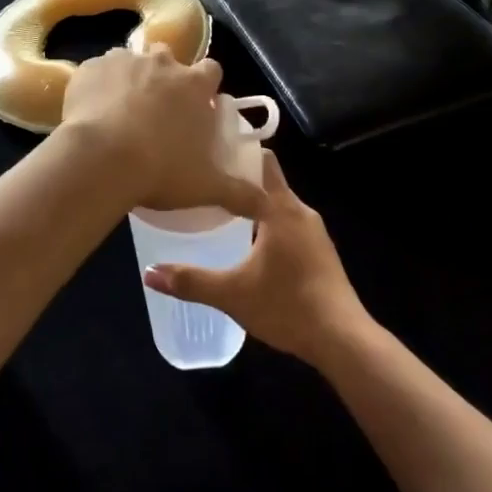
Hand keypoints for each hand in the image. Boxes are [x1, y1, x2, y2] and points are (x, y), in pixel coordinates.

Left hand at [59, 46, 262, 218]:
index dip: (205, 86)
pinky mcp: (90, 68)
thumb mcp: (206, 187)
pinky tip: (90, 113)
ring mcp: (124, 61)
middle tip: (156, 111)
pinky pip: (96, 72)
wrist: (100, 159)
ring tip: (119, 113)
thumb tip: (267, 206)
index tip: (197, 105)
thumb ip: (240, 193)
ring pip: (130, 63)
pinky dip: (96, 87)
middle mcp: (162, 62)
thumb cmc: (161, 169)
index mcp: (194, 84)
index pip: (211, 70)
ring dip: (129, 80)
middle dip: (164, 78)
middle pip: (168, 59)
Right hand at [143, 152, 371, 366]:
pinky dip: (269, 223)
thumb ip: (190, 281)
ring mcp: (315, 231)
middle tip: (206, 182)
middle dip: (240, 179)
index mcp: (280, 208)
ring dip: (255, 204)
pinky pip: (290, 223)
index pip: (259, 163)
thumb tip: (149, 272)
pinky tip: (250, 242)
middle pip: (269, 181)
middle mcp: (300, 210)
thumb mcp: (232, 294)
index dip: (235, 154)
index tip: (207, 153)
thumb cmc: (287, 306)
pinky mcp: (321, 251)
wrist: (342, 338)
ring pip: (279, 204)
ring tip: (221, 210)